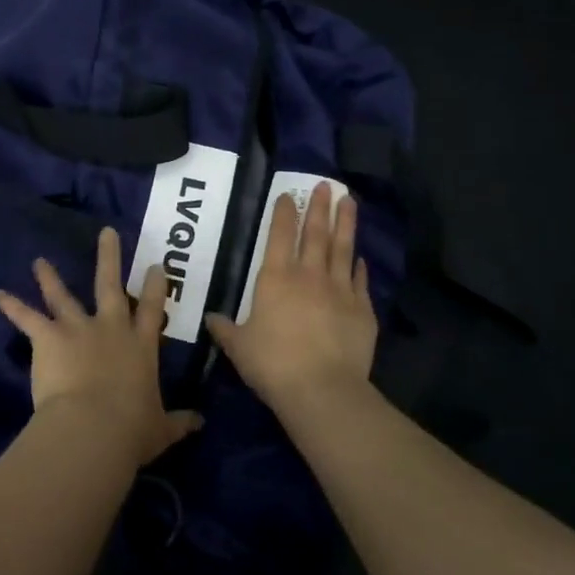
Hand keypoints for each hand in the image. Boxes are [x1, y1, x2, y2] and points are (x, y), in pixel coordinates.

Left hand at [0, 227, 202, 466]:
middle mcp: (111, 328)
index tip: (156, 265)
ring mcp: (78, 329)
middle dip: (109, 257)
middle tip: (106, 233)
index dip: (156, 286)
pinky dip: (12, 306)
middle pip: (110, 285)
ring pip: (63, 296)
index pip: (152, 308)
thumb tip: (200, 423)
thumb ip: (179, 422)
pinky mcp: (49, 337)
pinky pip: (27, 318)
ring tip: (39, 262)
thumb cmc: (131, 430)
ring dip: (49, 278)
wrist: (93, 428)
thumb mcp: (161, 430)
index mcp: (140, 346)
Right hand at [205, 182, 376, 413]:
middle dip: (319, 207)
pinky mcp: (363, 310)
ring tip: (349, 201)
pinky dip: (359, 266)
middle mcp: (309, 276)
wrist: (322, 389)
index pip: (279, 236)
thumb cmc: (273, 364)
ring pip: (342, 249)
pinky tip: (360, 257)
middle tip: (325, 185)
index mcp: (275, 279)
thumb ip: (225, 329)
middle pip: (315, 234)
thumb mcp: (239, 347)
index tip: (288, 195)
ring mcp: (340, 291)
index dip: (283, 213)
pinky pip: (360, 281)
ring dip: (345, 224)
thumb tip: (211, 319)